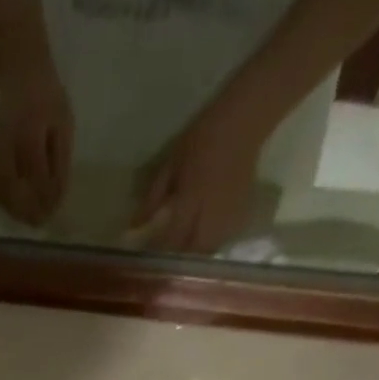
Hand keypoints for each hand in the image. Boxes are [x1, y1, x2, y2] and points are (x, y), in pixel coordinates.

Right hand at [0, 58, 73, 225]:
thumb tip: (56, 199)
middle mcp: (6, 146)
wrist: (18, 72)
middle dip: (28, 210)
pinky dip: (3, 200)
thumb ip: (59, 163)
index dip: (46, 198)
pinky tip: (14, 205)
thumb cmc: (47, 98)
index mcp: (30, 134)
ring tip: (28, 218)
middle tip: (40, 222)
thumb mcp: (63, 125)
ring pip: (0, 192)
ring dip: (13, 209)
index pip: (37, 178)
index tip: (54, 211)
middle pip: (13, 191)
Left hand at [131, 99, 267, 254]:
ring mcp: (229, 213)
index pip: (173, 236)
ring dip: (196, 254)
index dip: (160, 250)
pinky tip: (204, 238)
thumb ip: (153, 197)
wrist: (243, 121)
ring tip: (186, 252)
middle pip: (194, 250)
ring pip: (210, 248)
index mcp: (191, 197)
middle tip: (168, 258)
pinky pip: (224, 238)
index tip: (148, 257)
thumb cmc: (202, 138)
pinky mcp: (242, 211)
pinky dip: (212, 243)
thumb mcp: (171, 163)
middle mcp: (211, 211)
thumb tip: (135, 226)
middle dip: (180, 258)